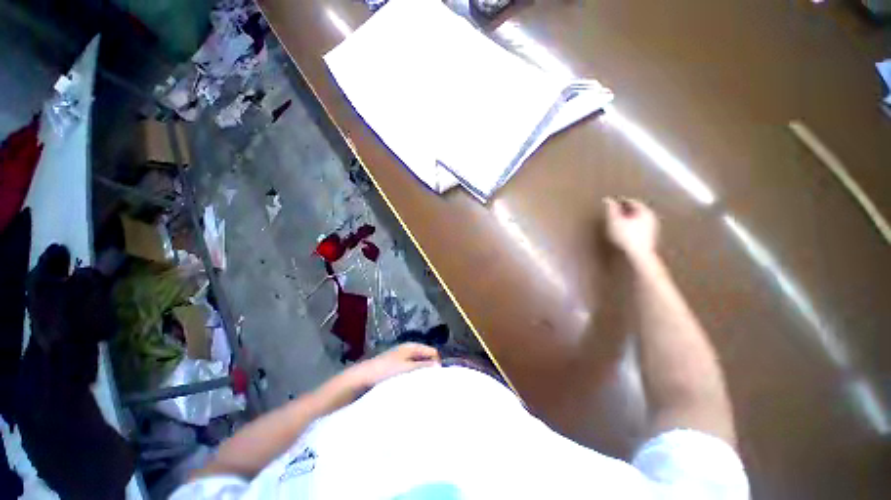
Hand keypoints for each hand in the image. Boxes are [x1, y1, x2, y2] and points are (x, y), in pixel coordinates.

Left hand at [314, 343, 439, 411]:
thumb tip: (439, 366)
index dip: (436, 364)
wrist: (360, 379)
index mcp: (412, 346)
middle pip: (425, 359)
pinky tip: (411, 390)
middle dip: (429, 370)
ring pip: (417, 367)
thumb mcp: (407, 368)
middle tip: (431, 386)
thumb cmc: (385, 371)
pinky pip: (409, 373)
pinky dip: (412, 379)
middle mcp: (408, 351)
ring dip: (420, 376)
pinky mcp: (394, 370)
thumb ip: (423, 367)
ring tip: (421, 390)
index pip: (432, 352)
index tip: (437, 379)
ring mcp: (401, 360)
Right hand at [603, 197, 659, 261]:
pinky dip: (632, 226)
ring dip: (628, 218)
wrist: (639, 255)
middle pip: (636, 209)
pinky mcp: (650, 236)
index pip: (631, 201)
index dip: (620, 201)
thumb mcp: (614, 221)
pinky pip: (639, 226)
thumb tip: (607, 199)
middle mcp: (651, 216)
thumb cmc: (626, 236)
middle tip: (613, 212)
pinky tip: (624, 231)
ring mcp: (652, 227)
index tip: (610, 204)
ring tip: (617, 222)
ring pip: (638, 218)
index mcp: (644, 210)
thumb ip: (611, 209)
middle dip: (625, 210)